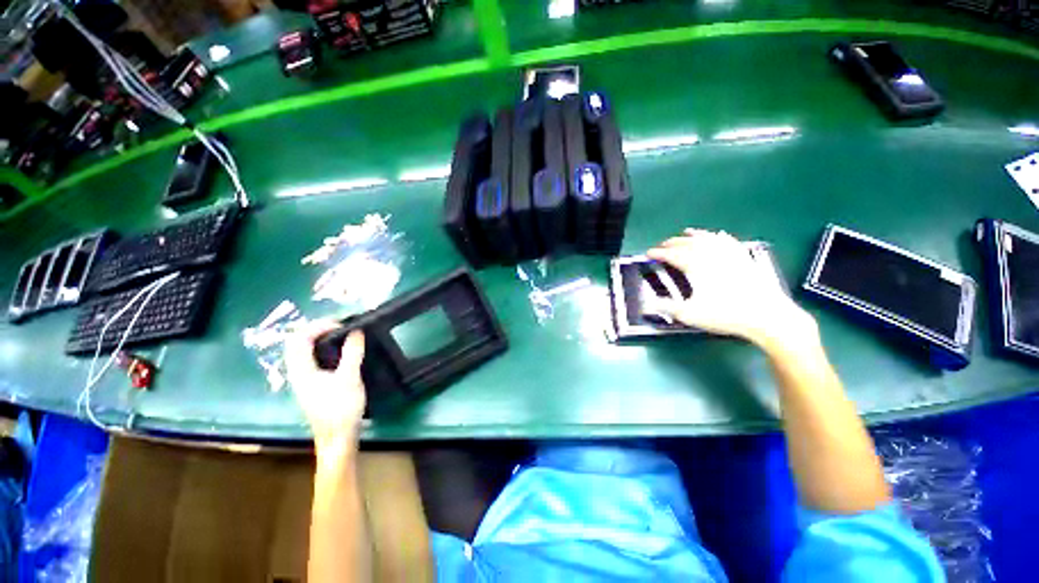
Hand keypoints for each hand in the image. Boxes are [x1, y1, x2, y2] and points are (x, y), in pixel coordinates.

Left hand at [285, 320, 365, 461]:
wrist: (338, 437)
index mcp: (302, 370)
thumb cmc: (341, 408)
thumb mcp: (349, 378)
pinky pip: (315, 360)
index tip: (341, 323)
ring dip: (321, 339)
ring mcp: (306, 380)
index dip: (318, 326)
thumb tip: (356, 331)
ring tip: (343, 334)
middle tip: (341, 325)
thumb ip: (352, 353)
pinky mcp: (315, 385)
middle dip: (318, 329)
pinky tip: (342, 352)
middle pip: (299, 343)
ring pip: (306, 352)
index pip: (300, 339)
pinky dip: (326, 349)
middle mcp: (299, 373)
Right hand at [647, 229, 815, 347]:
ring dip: (694, 235)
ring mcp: (730, 254)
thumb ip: (667, 307)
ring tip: (686, 233)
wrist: (766, 315)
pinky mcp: (744, 258)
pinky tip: (718, 235)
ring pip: (708, 238)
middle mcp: (711, 255)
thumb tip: (647, 304)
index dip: (658, 253)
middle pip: (688, 243)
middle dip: (672, 243)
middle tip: (662, 245)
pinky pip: (728, 242)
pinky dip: (719, 237)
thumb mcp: (691, 314)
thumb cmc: (726, 314)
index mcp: (696, 265)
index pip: (672, 255)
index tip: (648, 254)